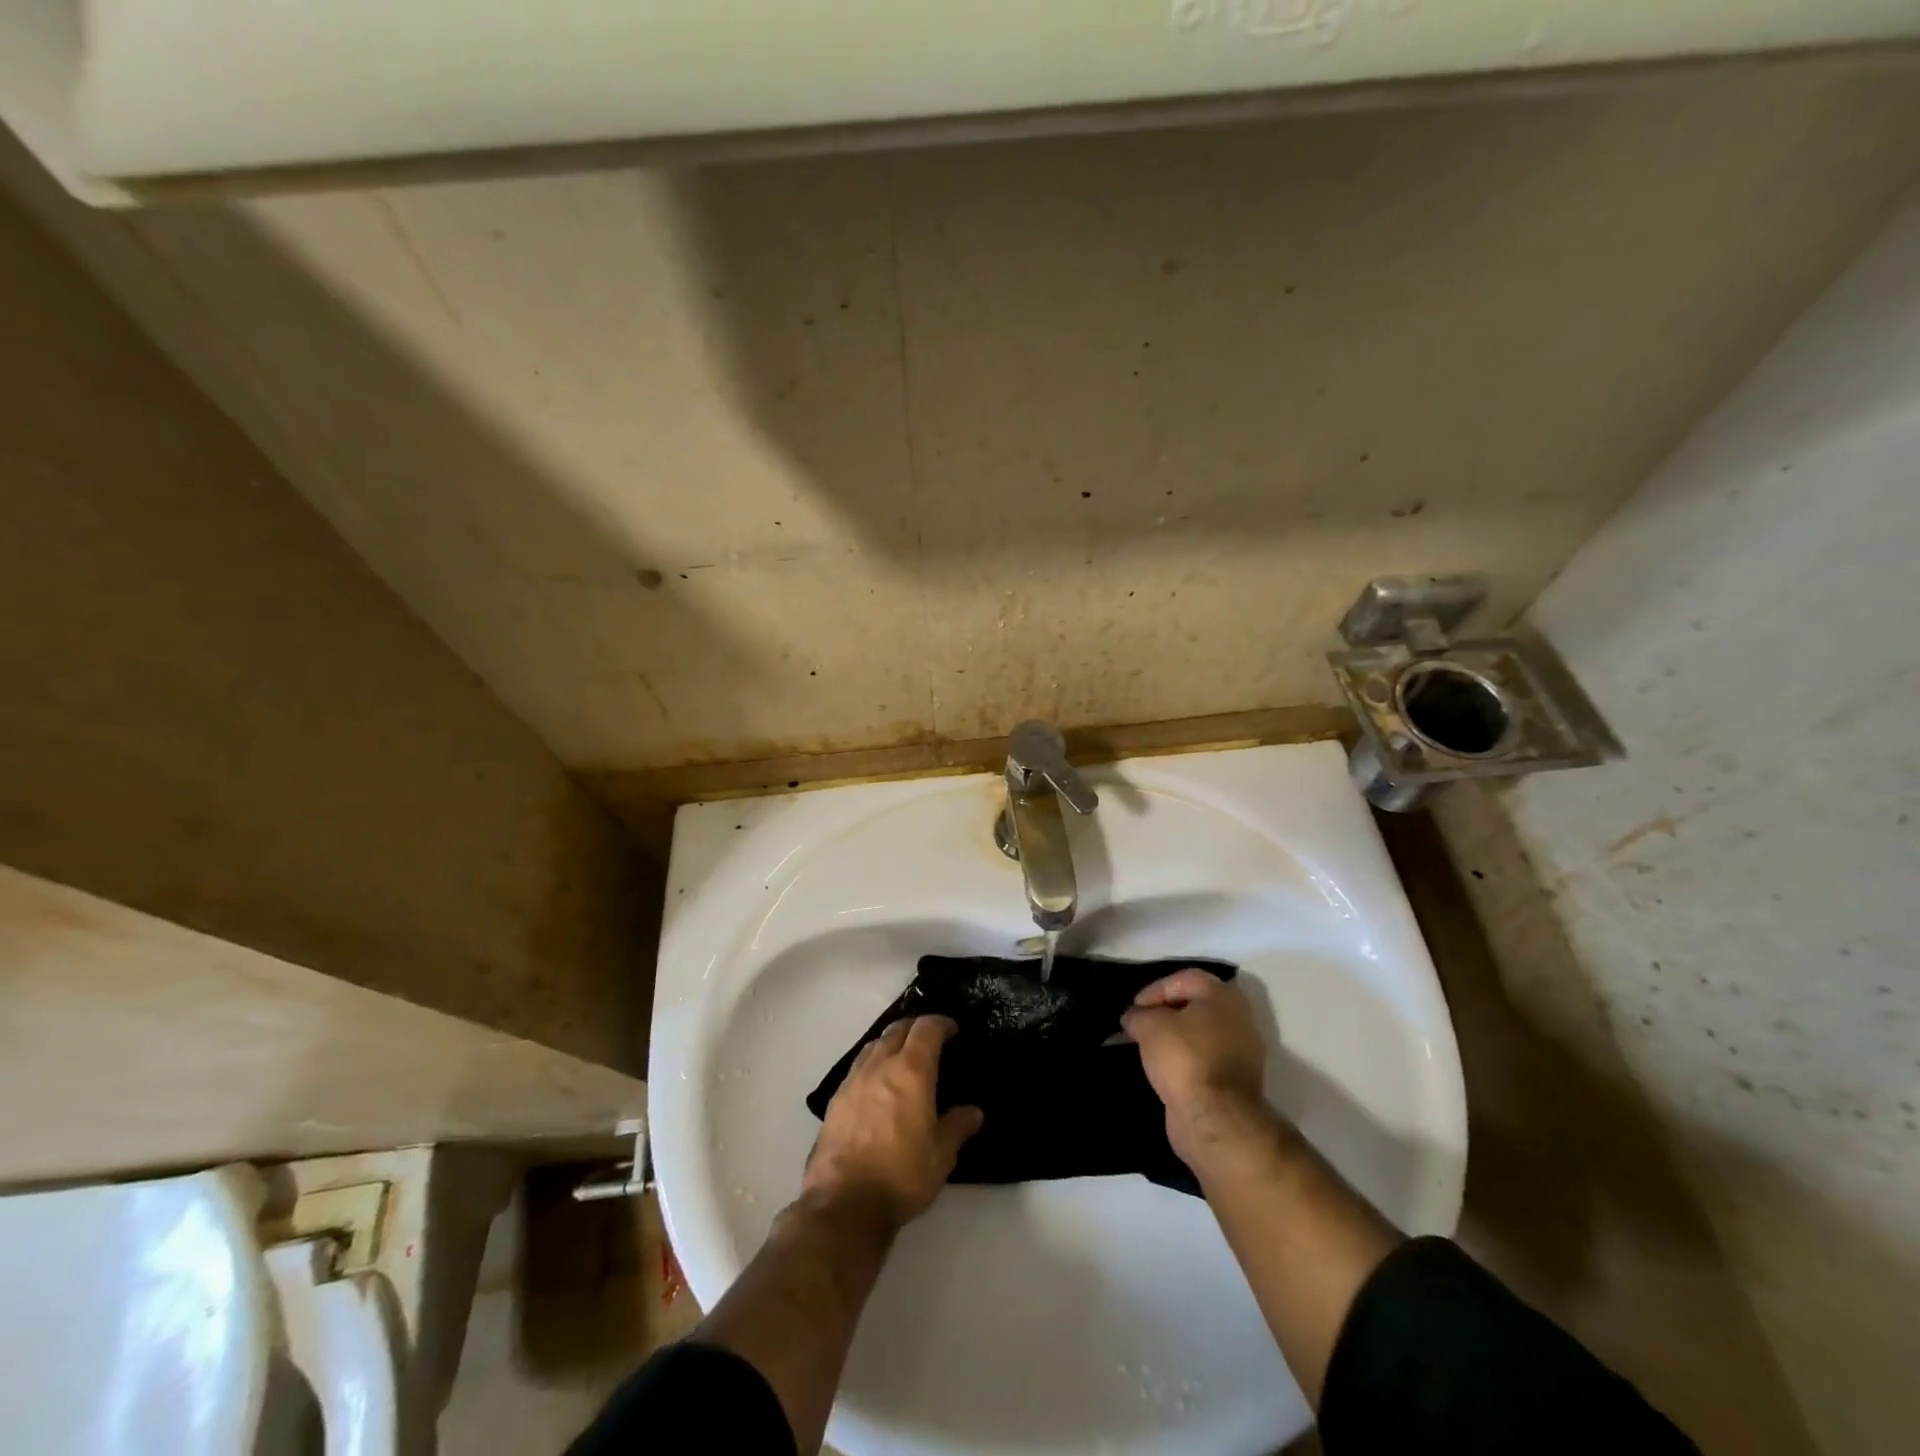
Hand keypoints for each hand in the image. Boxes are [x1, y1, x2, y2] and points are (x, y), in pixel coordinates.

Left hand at [803, 1015, 983, 1229]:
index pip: (926, 1029)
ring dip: (891, 1042)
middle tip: (929, 1039)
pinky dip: (872, 1063)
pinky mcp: (835, 1099)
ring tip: (902, 1057)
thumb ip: (957, 1127)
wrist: (844, 1203)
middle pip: (897, 1029)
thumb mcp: (941, 1156)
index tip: (952, 1029)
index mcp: (911, 1071)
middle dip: (915, 1027)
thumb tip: (973, 1112)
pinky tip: (877, 1084)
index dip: (941, 1023)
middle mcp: (880, 1065)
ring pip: (874, 1044)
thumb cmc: (901, 1175)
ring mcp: (853, 1080)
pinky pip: (858, 1066)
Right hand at [1121, 970, 1270, 1164]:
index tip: (1135, 1008)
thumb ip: (1139, 1014)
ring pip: (1201, 1034)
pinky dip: (1185, 1060)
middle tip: (1142, 1024)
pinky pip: (1205, 1059)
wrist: (1215, 1119)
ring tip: (1149, 1047)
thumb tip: (1134, 1017)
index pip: (1185, 979)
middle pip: (1196, 1005)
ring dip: (1176, 1038)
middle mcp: (1239, 1019)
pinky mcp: (1237, 1082)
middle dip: (1166, 1013)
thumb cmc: (1184, 1058)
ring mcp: (1242, 1053)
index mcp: (1224, 997)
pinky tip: (1165, 1069)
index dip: (1155, 989)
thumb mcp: (1150, 1026)